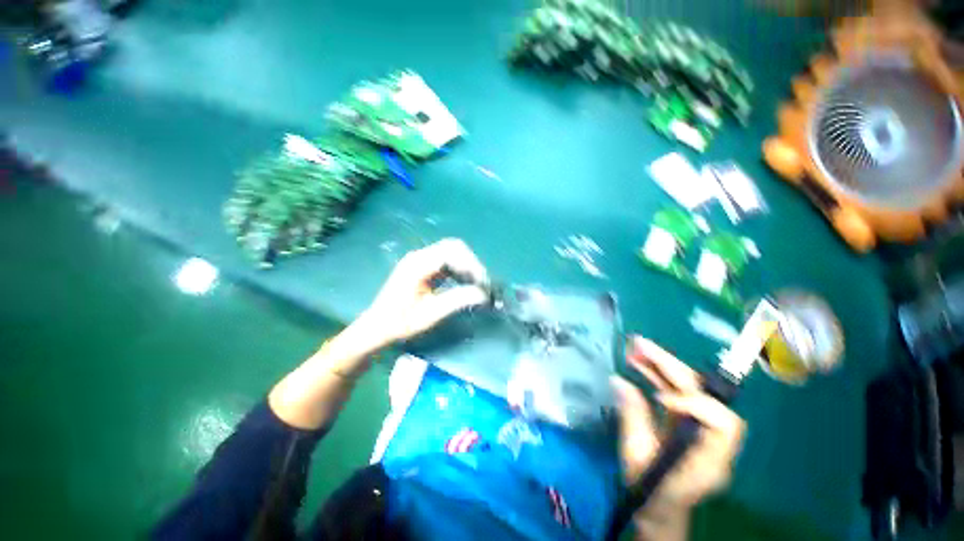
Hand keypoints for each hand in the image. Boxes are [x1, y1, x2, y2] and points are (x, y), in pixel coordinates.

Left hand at [356, 238, 489, 348]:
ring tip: (477, 283)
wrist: (377, 326)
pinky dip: (459, 268)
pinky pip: (447, 259)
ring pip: (452, 251)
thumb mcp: (430, 314)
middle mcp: (419, 256)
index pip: (452, 253)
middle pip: (454, 246)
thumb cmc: (400, 322)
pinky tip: (465, 282)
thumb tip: (483, 294)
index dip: (471, 265)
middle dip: (472, 262)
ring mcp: (420, 259)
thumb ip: (457, 300)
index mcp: (418, 265)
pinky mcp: (423, 265)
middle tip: (482, 283)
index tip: (483, 284)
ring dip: (467, 264)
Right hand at [612, 336, 745, 508]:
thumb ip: (632, 418)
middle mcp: (711, 438)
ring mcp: (698, 426)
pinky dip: (656, 374)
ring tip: (635, 348)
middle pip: (703, 394)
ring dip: (660, 365)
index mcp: (709, 459)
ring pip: (687, 387)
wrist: (659, 507)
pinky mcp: (684, 419)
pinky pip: (674, 391)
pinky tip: (638, 362)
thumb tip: (619, 381)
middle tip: (641, 346)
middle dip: (671, 367)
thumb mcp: (636, 458)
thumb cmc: (649, 491)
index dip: (696, 405)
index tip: (661, 399)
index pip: (724, 424)